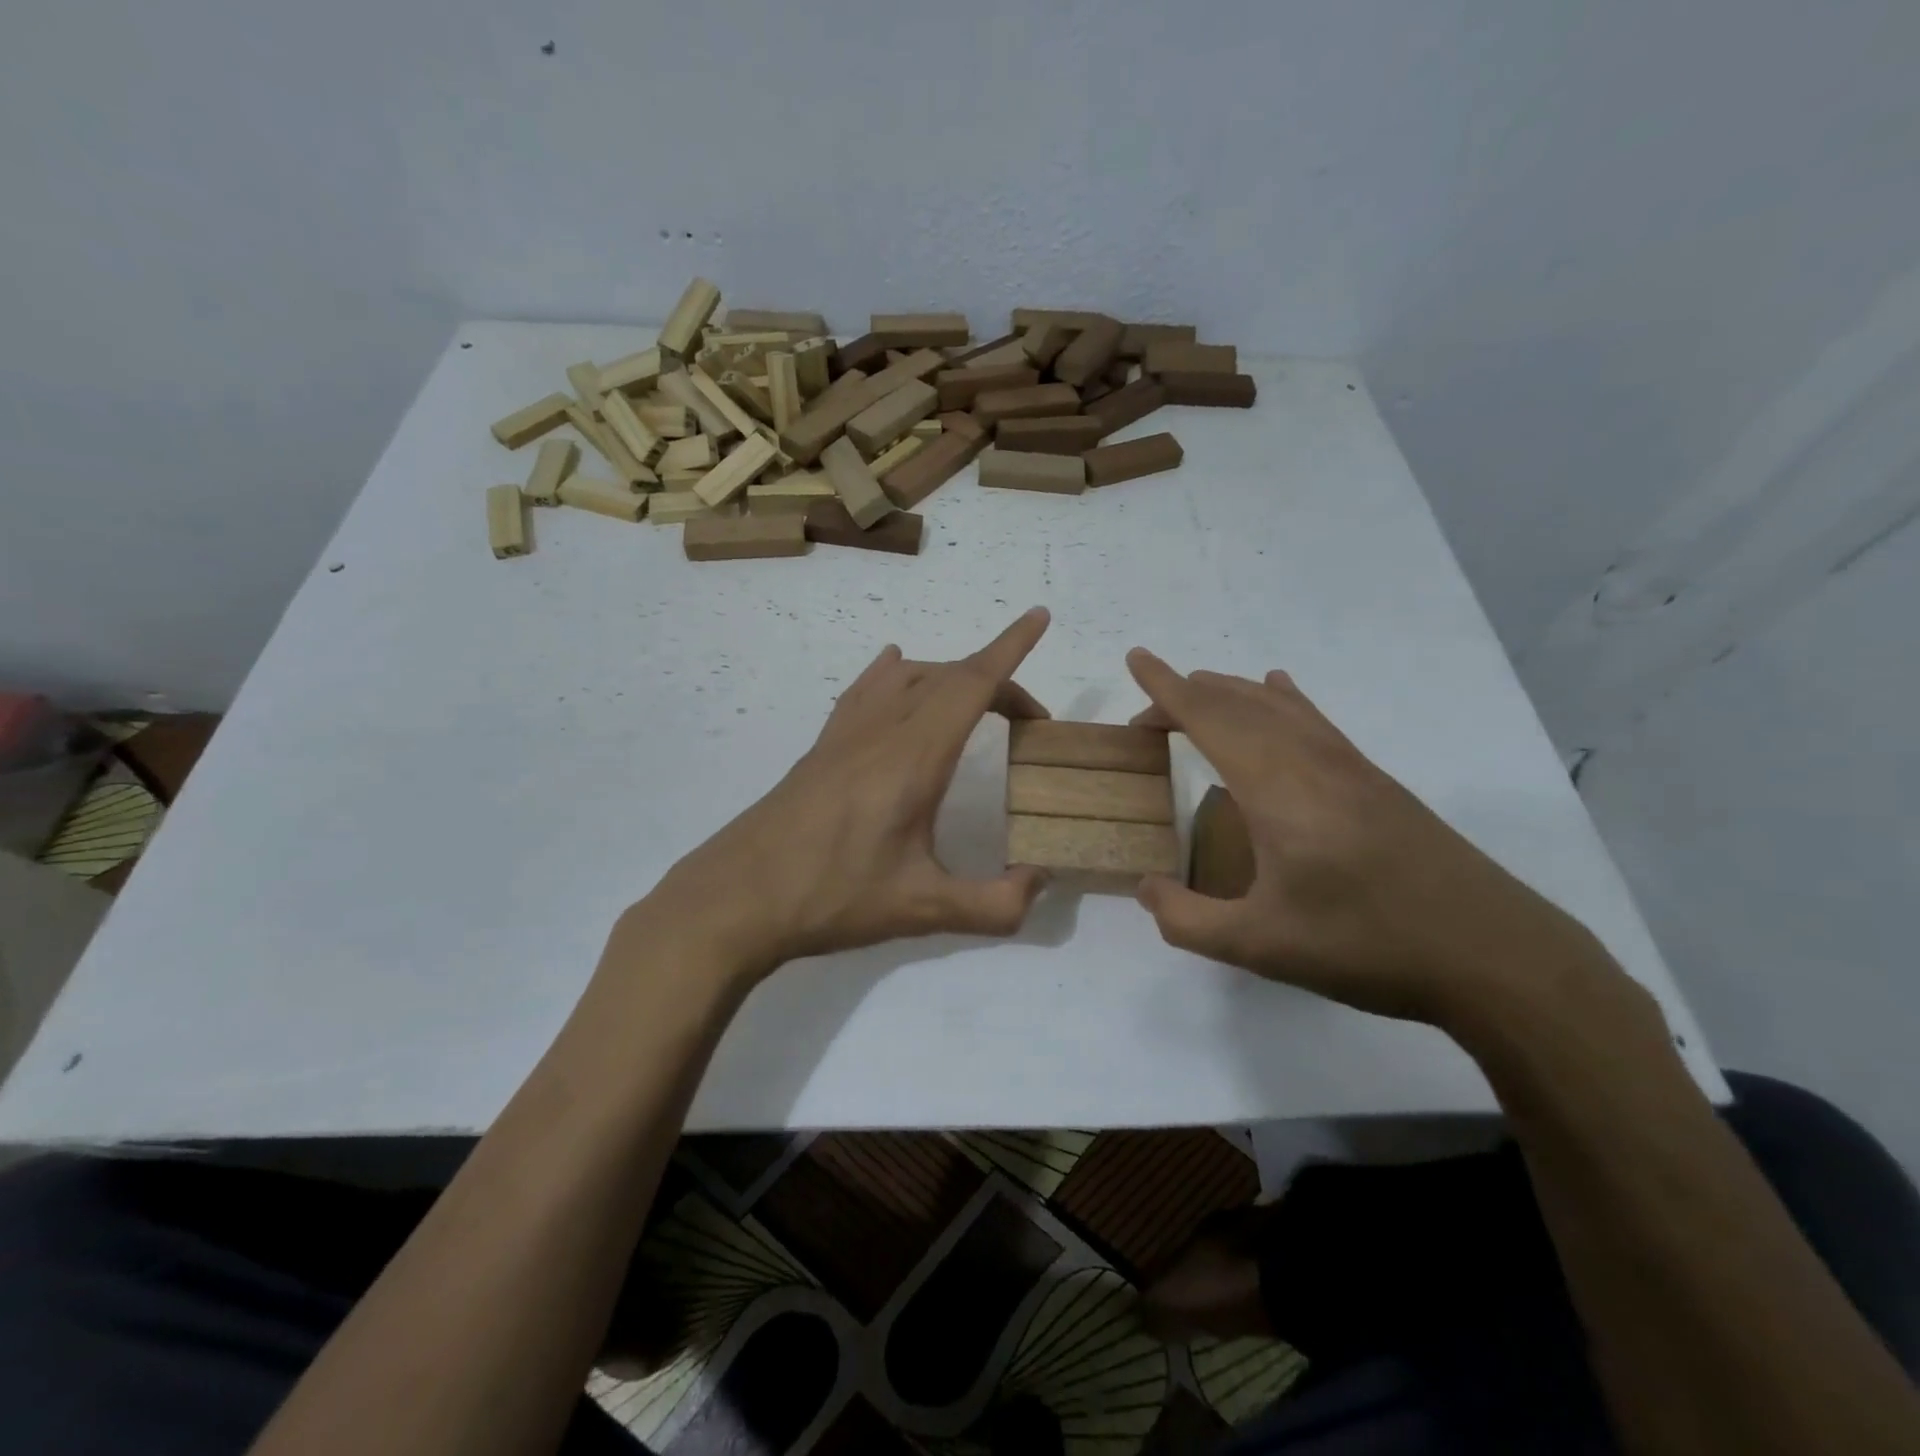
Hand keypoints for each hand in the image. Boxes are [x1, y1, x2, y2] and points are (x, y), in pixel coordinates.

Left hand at [632, 609, 1054, 982]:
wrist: (736, 899)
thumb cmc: (831, 897)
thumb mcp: (922, 910)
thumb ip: (993, 904)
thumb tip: (1040, 884)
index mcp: (913, 756)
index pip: (972, 684)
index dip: (1010, 648)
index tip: (1038, 618)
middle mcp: (881, 730)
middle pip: (947, 677)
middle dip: (996, 680)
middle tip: (1027, 720)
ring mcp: (845, 734)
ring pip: (906, 676)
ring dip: (949, 676)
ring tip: (974, 703)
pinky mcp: (821, 748)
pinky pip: (865, 690)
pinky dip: (893, 674)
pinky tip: (892, 673)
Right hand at [1125, 649, 1617, 1027]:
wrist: (1493, 955)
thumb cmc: (1366, 945)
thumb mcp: (1260, 946)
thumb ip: (1187, 920)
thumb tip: (1145, 889)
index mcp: (1276, 788)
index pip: (1209, 718)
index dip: (1166, 689)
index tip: (1136, 658)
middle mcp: (1310, 761)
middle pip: (1239, 704)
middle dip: (1187, 695)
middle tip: (1148, 715)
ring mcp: (1349, 766)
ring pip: (1279, 706)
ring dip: (1231, 692)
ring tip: (1198, 692)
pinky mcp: (1375, 781)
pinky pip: (1315, 720)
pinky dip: (1284, 699)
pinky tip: (1281, 692)